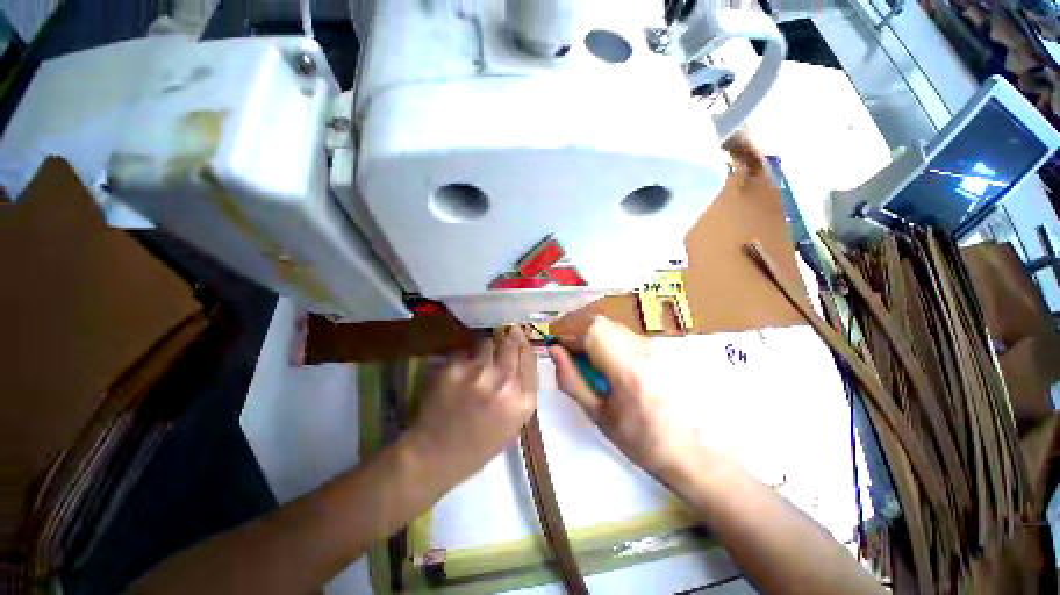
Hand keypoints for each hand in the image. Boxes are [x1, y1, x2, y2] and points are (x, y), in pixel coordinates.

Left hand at [406, 327, 537, 489]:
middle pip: (511, 344)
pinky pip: (463, 352)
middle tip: (506, 331)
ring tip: (478, 357)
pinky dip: (462, 358)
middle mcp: (505, 382)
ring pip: (486, 342)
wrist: (434, 456)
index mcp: (523, 400)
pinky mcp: (454, 368)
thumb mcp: (513, 424)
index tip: (521, 336)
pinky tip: (458, 371)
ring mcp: (479, 373)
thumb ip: (522, 392)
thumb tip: (521, 360)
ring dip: (484, 347)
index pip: (530, 358)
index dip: (525, 344)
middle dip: (509, 336)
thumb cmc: (478, 446)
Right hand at [548, 317, 700, 479]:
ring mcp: (652, 345)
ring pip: (609, 324)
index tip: (554, 346)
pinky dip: (604, 338)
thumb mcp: (599, 415)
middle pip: (598, 321)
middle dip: (575, 330)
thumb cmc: (642, 441)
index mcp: (627, 369)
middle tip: (566, 352)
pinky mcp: (656, 347)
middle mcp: (642, 348)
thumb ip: (572, 380)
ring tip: (583, 358)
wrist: (693, 450)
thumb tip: (554, 351)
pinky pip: (621, 332)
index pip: (589, 331)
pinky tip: (604, 361)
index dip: (566, 333)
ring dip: (589, 333)